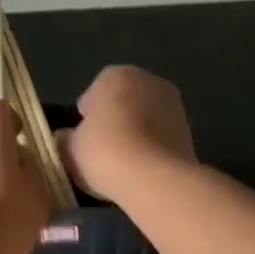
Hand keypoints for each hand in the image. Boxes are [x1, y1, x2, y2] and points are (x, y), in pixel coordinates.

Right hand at [58, 65, 196, 200]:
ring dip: (135, 133)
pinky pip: (160, 137)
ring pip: (145, 118)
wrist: (154, 178)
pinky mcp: (189, 130)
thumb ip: (65, 139)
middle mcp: (148, 80)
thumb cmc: (104, 152)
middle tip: (101, 150)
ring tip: (122, 163)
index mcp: (115, 75)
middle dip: (114, 121)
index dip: (86, 116)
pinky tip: (142, 169)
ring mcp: (173, 104)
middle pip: (123, 101)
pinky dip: (151, 147)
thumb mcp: (70, 149)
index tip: (82, 138)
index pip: (94, 92)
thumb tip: (65, 138)